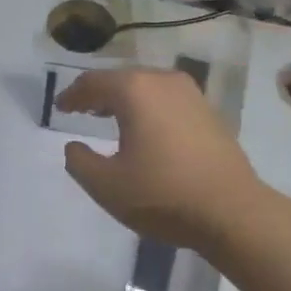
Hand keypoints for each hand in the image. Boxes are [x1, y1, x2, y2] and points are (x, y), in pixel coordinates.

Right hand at [56, 67, 263, 252]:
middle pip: (122, 79)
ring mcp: (191, 94)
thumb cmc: (162, 194)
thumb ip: (79, 162)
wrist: (232, 211)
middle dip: (98, 93)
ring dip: (124, 99)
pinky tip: (144, 129)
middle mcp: (164, 81)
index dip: (72, 95)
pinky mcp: (209, 112)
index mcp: (135, 90)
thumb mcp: (106, 185)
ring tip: (107, 116)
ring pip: (147, 87)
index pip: (93, 83)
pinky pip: (167, 100)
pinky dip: (147, 107)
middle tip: (80, 108)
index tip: (58, 107)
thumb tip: (74, 147)